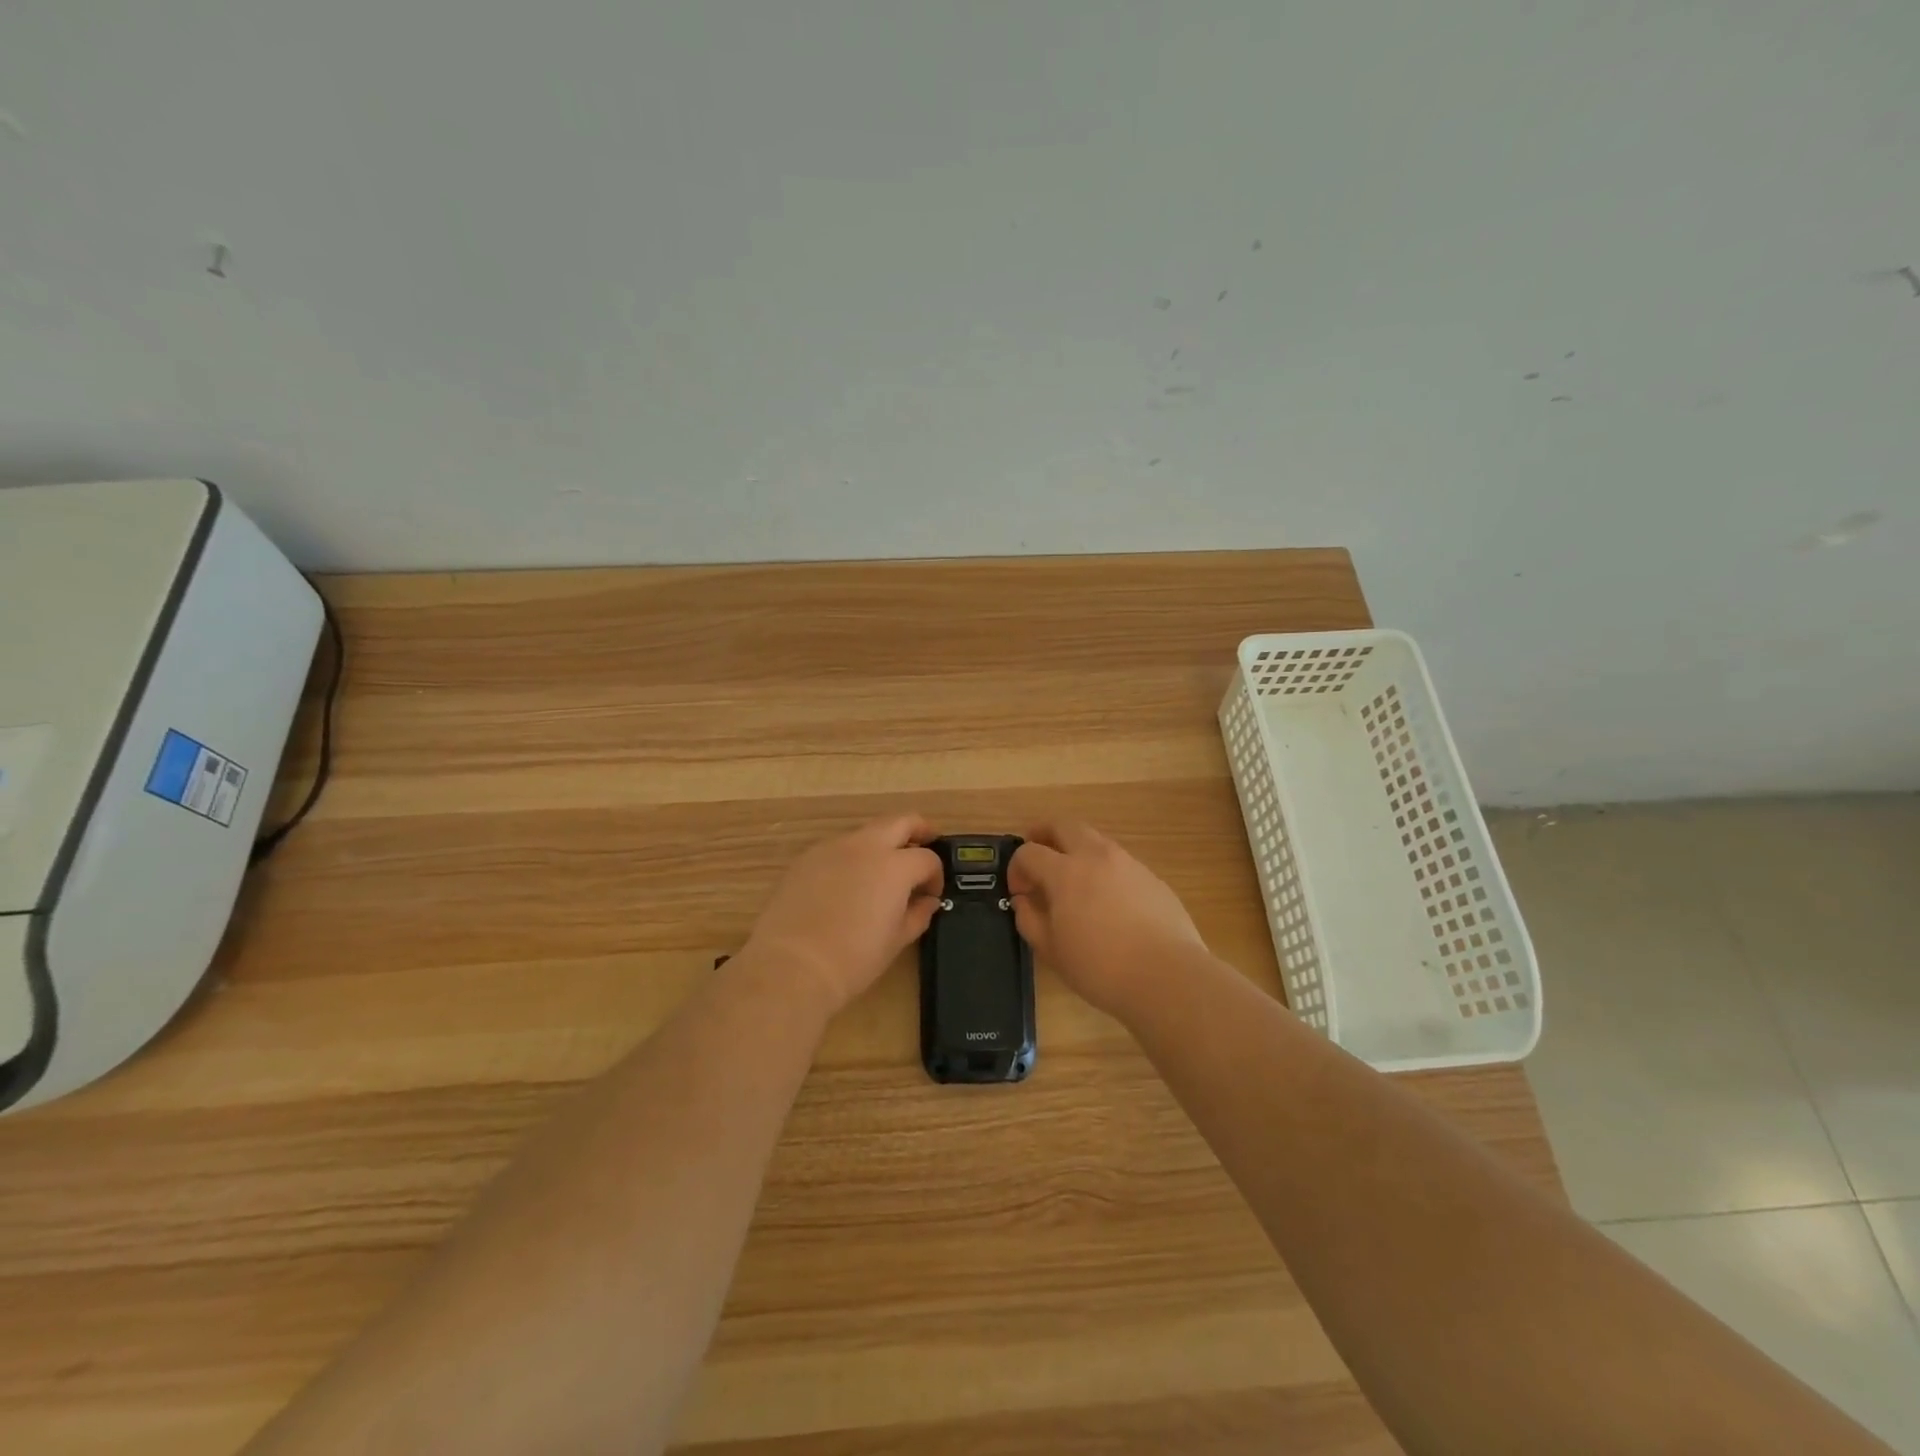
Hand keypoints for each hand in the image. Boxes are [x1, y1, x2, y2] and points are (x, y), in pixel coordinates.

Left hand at [742, 815, 944, 1016]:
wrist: (791, 966)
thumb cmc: (853, 959)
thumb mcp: (896, 940)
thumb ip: (918, 914)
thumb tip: (928, 901)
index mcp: (894, 865)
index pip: (927, 858)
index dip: (935, 875)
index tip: (931, 894)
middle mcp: (865, 846)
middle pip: (901, 821)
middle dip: (918, 831)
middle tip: (924, 848)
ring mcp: (832, 848)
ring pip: (866, 832)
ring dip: (882, 844)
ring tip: (881, 874)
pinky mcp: (806, 858)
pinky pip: (838, 848)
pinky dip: (851, 858)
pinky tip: (846, 886)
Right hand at [1009, 822, 1207, 1017]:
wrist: (1167, 977)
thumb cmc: (1100, 968)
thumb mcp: (1052, 951)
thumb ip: (1029, 919)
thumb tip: (1023, 901)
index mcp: (1065, 872)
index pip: (1029, 852)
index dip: (1016, 868)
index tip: (1019, 891)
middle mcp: (1096, 856)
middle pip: (1064, 825)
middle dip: (1044, 833)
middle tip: (1036, 852)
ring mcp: (1128, 863)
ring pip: (1095, 840)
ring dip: (1076, 849)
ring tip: (1073, 880)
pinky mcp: (1152, 877)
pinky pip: (1119, 862)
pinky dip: (1104, 869)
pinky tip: (1107, 901)